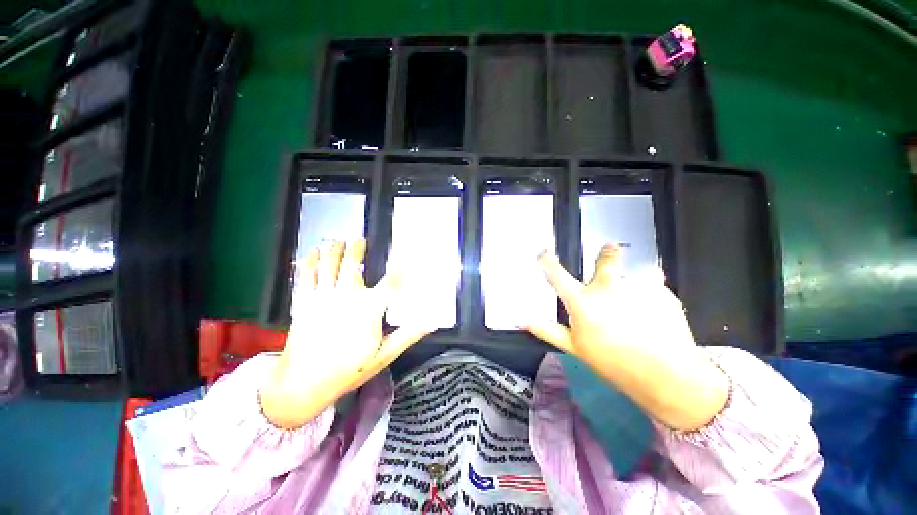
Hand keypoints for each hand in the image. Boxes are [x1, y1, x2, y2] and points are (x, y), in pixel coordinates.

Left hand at [260, 240, 433, 428]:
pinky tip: (312, 253)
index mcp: (368, 309)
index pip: (390, 281)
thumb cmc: (348, 370)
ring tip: (338, 240)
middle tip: (359, 239)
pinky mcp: (302, 303)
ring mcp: (321, 297)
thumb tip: (433, 322)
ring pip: (328, 265)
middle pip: (352, 264)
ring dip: (334, 249)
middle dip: (356, 249)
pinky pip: (305, 276)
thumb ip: (409, 334)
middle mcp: (346, 296)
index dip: (400, 265)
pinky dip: (310, 262)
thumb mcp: (384, 355)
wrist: (302, 385)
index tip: (405, 252)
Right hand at [525, 245, 728, 430]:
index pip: (556, 275)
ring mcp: (636, 286)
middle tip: (610, 250)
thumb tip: (522, 320)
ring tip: (641, 308)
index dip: (547, 261)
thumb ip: (548, 330)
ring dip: (633, 285)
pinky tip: (655, 318)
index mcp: (582, 301)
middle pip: (606, 258)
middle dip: (607, 253)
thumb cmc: (614, 364)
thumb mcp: (575, 348)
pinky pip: (653, 288)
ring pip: (633, 276)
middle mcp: (607, 286)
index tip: (543, 253)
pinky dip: (651, 298)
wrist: (668, 377)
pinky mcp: (662, 291)